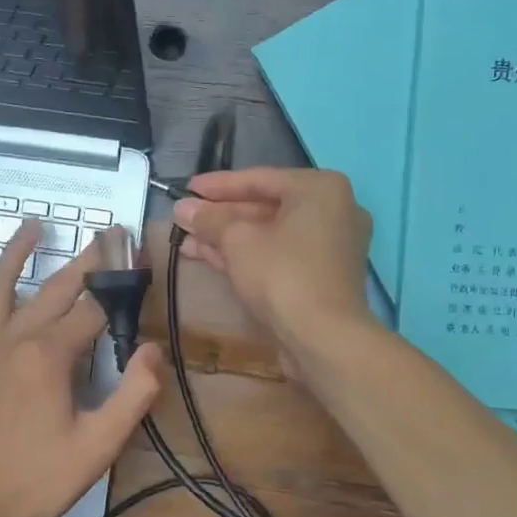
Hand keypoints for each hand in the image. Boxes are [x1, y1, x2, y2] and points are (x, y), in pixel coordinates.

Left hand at [0, 222, 161, 516]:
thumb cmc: (40, 478)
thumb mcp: (100, 445)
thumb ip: (134, 394)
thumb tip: (154, 348)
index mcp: (47, 355)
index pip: (93, 308)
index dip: (121, 285)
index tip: (141, 263)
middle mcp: (12, 338)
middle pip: (54, 288)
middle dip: (87, 260)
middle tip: (110, 233)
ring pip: (2, 286)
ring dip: (20, 253)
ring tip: (35, 225)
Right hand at [172, 168, 372, 372]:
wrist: (324, 338)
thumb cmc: (283, 275)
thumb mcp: (238, 241)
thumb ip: (210, 220)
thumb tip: (183, 208)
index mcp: (320, 188)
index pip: (259, 178)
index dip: (217, 185)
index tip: (187, 189)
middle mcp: (333, 210)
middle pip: (266, 207)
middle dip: (220, 215)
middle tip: (183, 217)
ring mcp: (331, 245)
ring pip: (270, 234)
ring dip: (228, 238)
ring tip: (186, 239)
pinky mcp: (323, 275)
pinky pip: (280, 255)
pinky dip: (248, 255)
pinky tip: (209, 257)